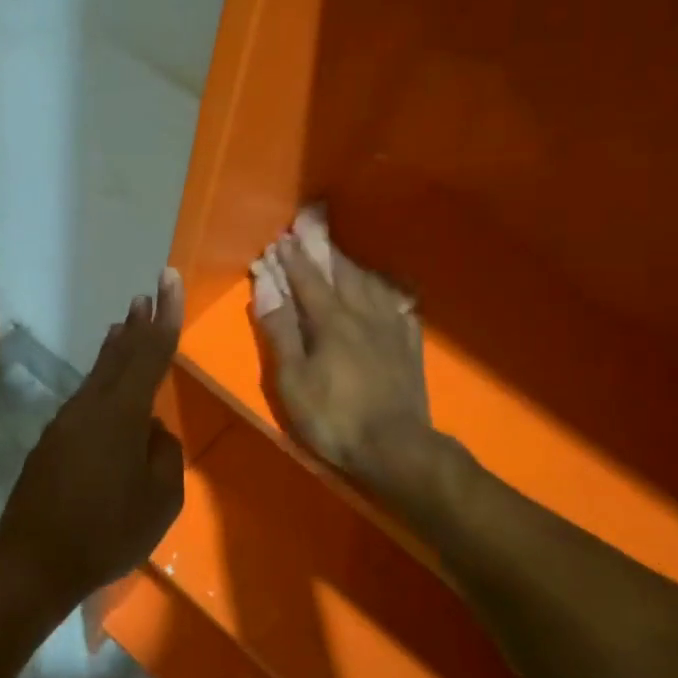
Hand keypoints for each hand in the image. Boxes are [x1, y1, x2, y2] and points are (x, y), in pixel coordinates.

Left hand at [0, 270, 185, 611]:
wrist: (33, 560)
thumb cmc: (106, 532)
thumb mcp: (160, 500)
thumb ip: (164, 455)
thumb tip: (152, 433)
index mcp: (122, 414)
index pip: (150, 353)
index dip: (165, 315)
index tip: (168, 278)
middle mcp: (91, 407)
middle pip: (119, 355)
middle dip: (136, 324)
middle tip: (146, 296)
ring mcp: (66, 422)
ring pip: (98, 376)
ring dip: (115, 351)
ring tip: (125, 328)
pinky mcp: (51, 442)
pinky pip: (85, 400)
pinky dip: (101, 382)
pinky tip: (107, 390)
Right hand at [254, 221, 432, 495]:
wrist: (396, 447)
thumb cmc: (335, 418)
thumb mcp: (293, 381)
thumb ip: (280, 333)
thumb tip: (266, 290)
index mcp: (331, 321)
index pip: (307, 280)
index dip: (292, 258)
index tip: (280, 238)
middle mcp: (363, 314)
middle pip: (342, 273)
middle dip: (324, 250)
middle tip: (312, 230)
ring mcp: (392, 328)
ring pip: (371, 285)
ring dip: (352, 266)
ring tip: (342, 257)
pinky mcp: (410, 346)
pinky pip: (399, 307)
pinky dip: (386, 293)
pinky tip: (386, 294)